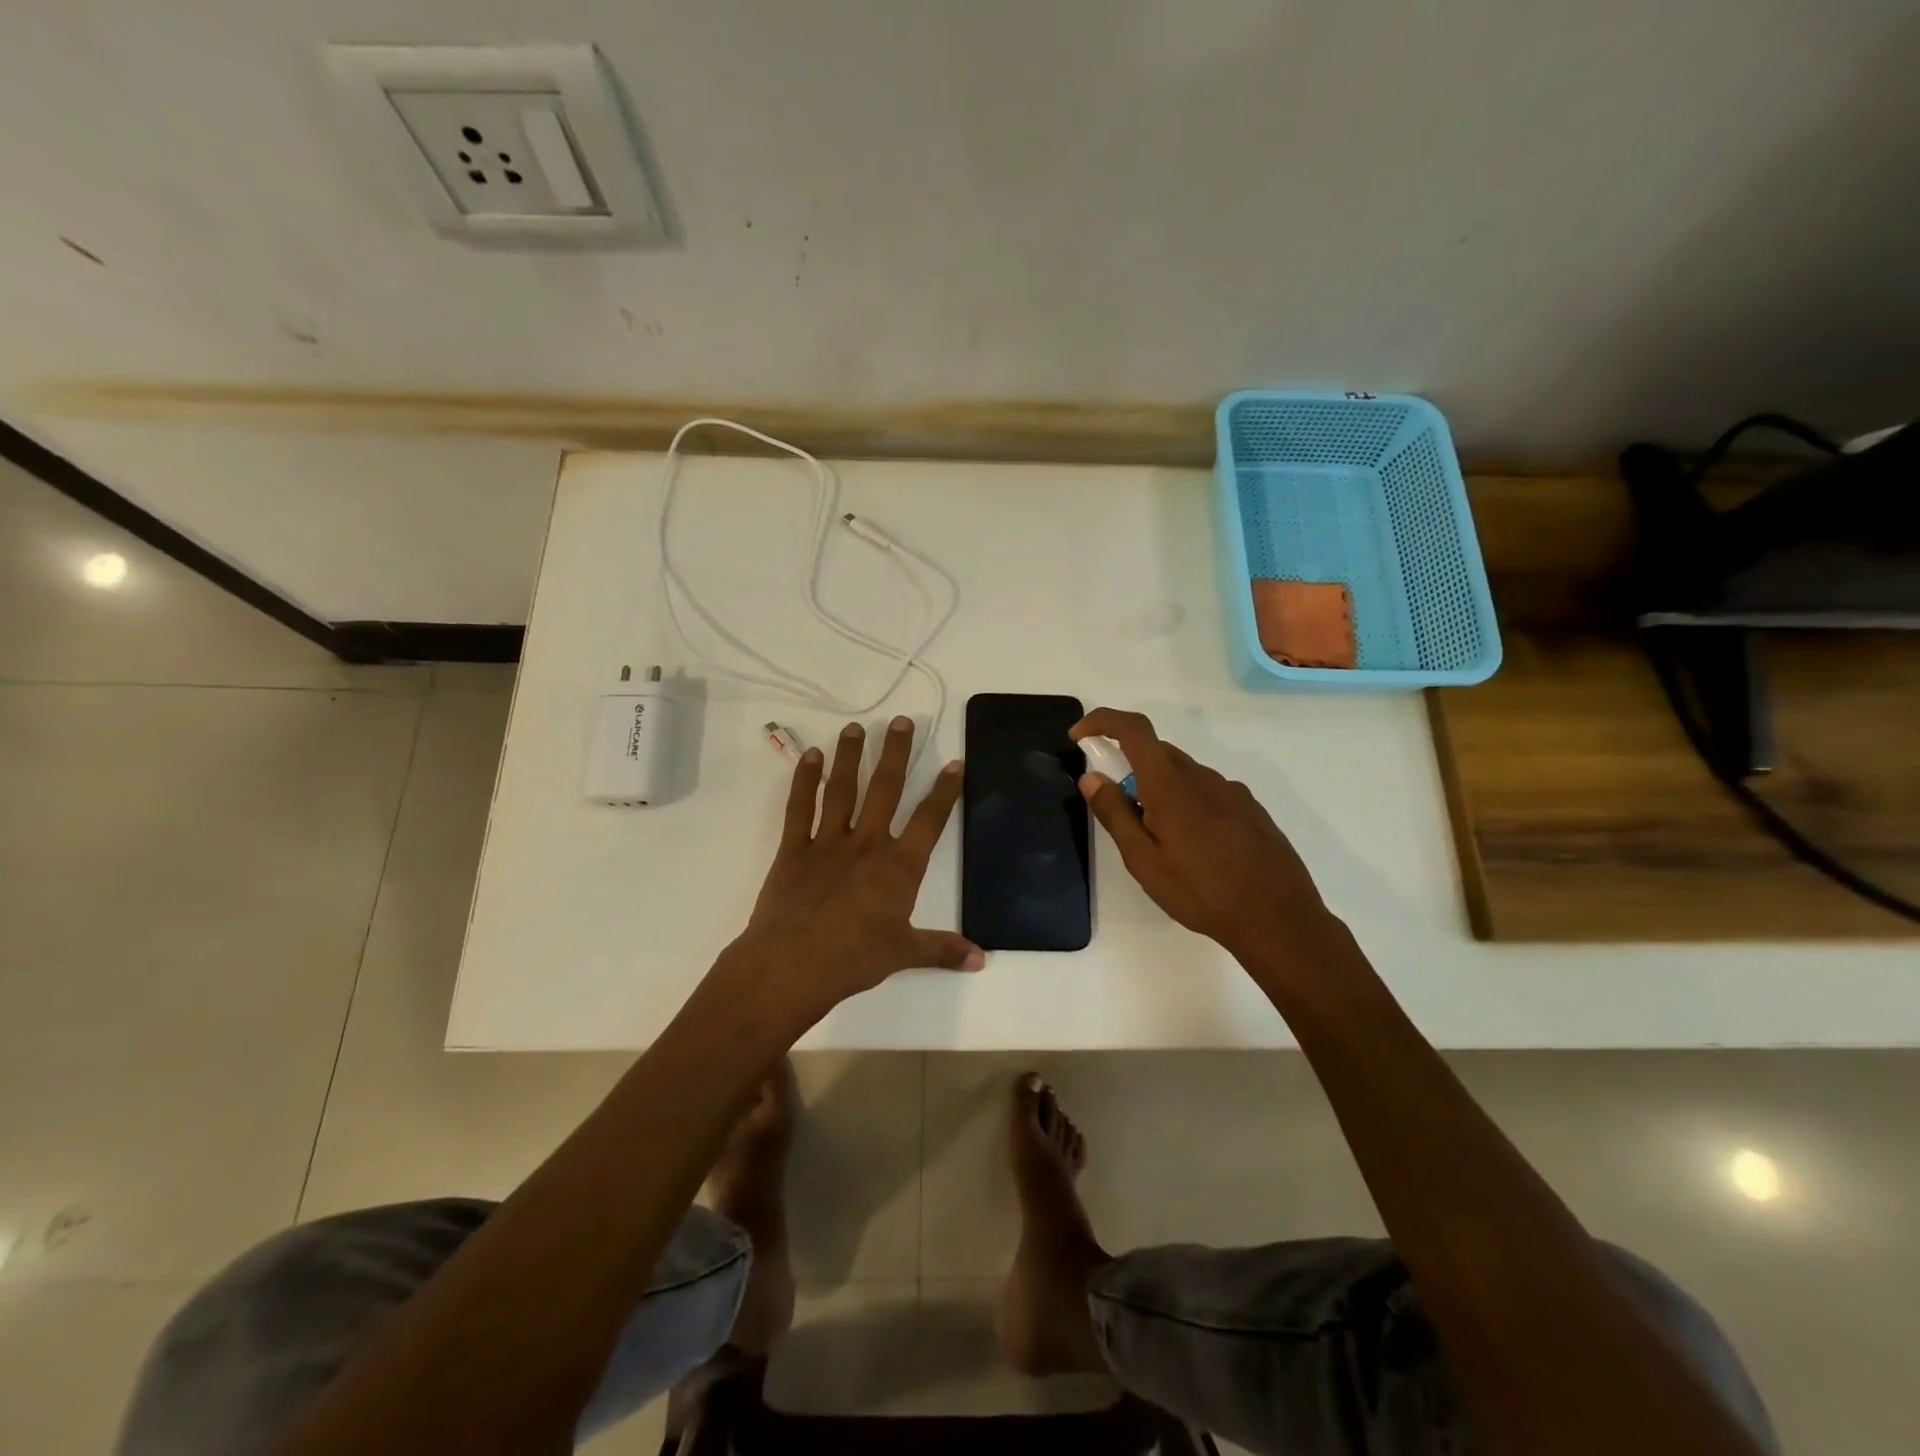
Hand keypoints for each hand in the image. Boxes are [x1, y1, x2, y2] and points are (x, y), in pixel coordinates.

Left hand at [737, 716, 981, 1015]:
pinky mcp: (793, 849)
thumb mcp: (904, 954)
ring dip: (851, 756)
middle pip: (885, 789)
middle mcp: (866, 844)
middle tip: (901, 721)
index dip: (944, 791)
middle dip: (896, 753)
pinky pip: (799, 807)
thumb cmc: (854, 959)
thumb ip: (943, 950)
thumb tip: (981, 959)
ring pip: (842, 789)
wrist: (791, 966)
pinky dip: (804, 780)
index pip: (929, 820)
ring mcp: (827, 842)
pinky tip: (810, 756)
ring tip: (856, 727)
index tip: (954, 763)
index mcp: (899, 867)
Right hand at [1071, 707, 1332, 966]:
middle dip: (1128, 768)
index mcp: (1171, 784)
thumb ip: (1115, 814)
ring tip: (1160, 842)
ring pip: (1183, 774)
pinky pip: (1207, 791)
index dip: (1102, 721)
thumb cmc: (1201, 892)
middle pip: (1156, 752)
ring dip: (1159, 790)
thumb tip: (1091, 777)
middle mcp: (1202, 776)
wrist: (1278, 919)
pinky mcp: (1250, 808)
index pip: (1133, 729)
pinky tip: (1195, 848)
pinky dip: (1187, 803)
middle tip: (1119, 811)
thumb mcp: (1144, 860)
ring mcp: (1231, 790)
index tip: (1080, 736)